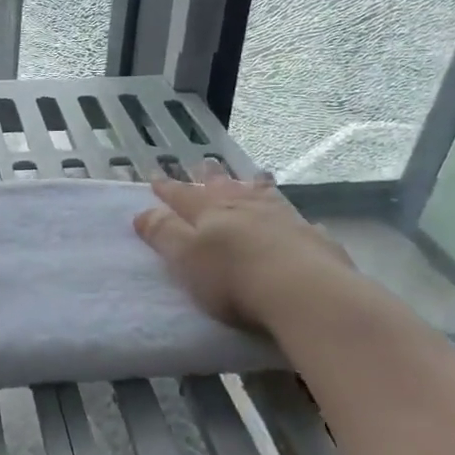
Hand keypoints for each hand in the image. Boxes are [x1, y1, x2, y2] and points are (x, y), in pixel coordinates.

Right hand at [133, 163, 356, 331]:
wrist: (304, 291)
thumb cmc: (233, 278)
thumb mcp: (186, 257)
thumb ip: (164, 234)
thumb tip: (142, 212)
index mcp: (210, 212)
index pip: (183, 196)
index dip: (168, 189)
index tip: (156, 177)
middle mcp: (245, 208)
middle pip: (224, 188)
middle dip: (211, 177)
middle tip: (205, 163)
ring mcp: (282, 219)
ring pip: (262, 195)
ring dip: (253, 186)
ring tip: (253, 176)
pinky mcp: (312, 238)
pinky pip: (297, 220)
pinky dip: (290, 215)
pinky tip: (296, 218)